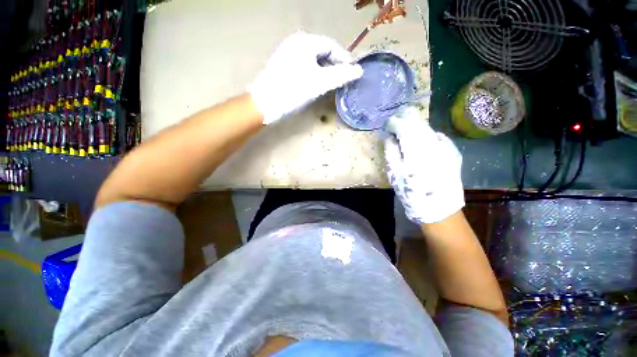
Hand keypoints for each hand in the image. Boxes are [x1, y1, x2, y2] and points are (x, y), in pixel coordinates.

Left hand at [247, 32, 362, 124]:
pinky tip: (316, 83)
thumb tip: (359, 71)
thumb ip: (341, 75)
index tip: (352, 72)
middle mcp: (295, 43)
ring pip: (313, 59)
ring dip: (325, 70)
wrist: (265, 104)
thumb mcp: (320, 83)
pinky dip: (314, 73)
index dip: (344, 59)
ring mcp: (288, 54)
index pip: (331, 46)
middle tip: (342, 79)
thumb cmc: (293, 91)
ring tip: (332, 83)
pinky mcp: (283, 66)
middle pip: (322, 51)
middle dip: (334, 65)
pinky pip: (305, 65)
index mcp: (305, 42)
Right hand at [384, 107, 463, 223]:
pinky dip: (427, 135)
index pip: (404, 127)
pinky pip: (438, 137)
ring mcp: (446, 148)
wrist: (439, 208)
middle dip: (405, 121)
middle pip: (418, 125)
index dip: (394, 123)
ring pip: (428, 129)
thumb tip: (389, 137)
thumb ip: (391, 153)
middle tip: (395, 123)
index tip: (387, 124)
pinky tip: (422, 140)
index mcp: (416, 151)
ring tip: (406, 130)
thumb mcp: (394, 174)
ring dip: (416, 127)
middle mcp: (433, 144)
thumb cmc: (411, 193)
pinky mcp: (453, 153)